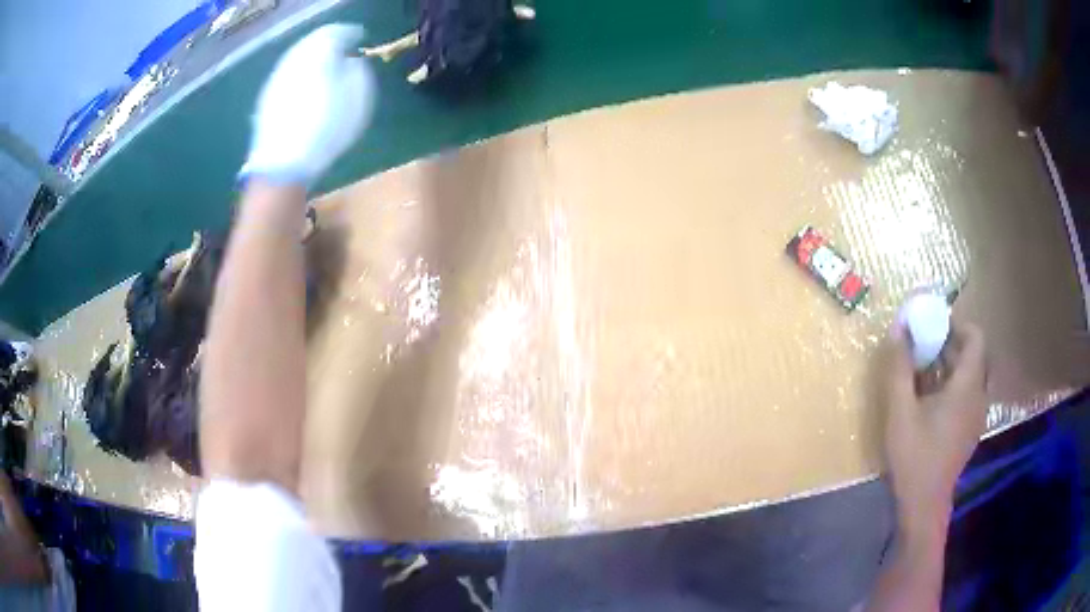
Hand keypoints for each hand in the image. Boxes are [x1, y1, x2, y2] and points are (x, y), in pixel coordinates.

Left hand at [241, 24, 375, 186]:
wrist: (282, 165)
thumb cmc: (326, 129)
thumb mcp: (357, 99)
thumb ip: (357, 73)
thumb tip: (351, 63)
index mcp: (318, 55)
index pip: (335, 33)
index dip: (349, 34)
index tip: (359, 38)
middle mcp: (294, 61)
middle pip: (312, 44)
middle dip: (327, 45)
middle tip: (342, 49)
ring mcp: (276, 80)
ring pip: (297, 59)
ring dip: (312, 59)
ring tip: (325, 68)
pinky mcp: (266, 100)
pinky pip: (287, 76)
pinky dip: (299, 75)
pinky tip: (306, 87)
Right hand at [883, 321, 986, 534]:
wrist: (924, 504)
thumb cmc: (914, 456)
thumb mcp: (900, 411)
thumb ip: (900, 367)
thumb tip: (898, 327)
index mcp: (967, 386)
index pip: (976, 336)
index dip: (957, 324)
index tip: (933, 326)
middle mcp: (979, 395)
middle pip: (975, 354)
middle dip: (952, 343)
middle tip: (926, 346)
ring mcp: (977, 414)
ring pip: (972, 374)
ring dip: (952, 364)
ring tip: (925, 372)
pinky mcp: (970, 429)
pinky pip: (969, 394)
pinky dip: (954, 385)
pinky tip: (931, 401)